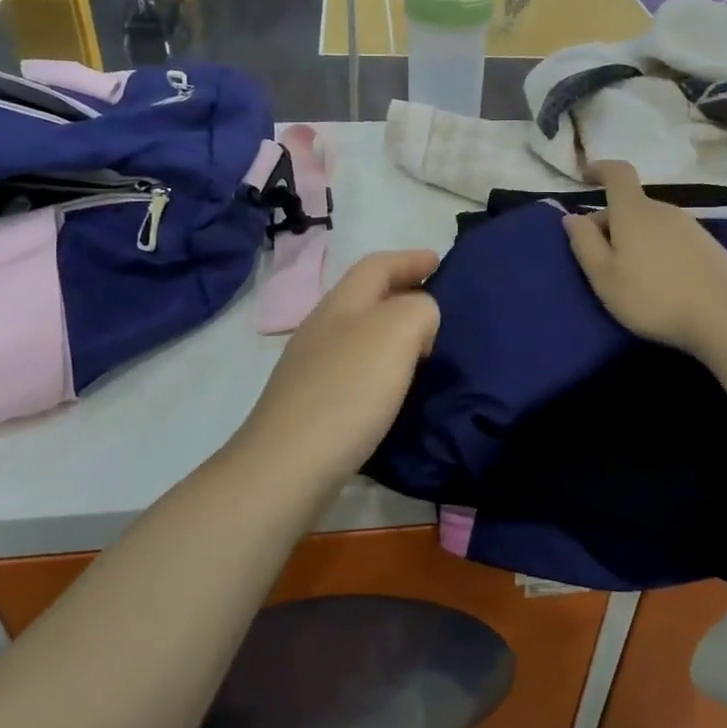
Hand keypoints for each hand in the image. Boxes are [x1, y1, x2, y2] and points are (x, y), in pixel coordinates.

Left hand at [234, 250, 440, 485]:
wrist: (286, 468)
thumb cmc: (347, 391)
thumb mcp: (397, 332)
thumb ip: (419, 310)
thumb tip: (420, 320)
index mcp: (341, 304)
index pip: (376, 265)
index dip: (409, 259)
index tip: (439, 261)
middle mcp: (322, 329)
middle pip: (364, 297)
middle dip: (401, 292)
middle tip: (438, 305)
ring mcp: (311, 369)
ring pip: (358, 334)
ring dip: (391, 332)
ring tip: (424, 347)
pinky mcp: (311, 406)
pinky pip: (354, 370)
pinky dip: (381, 367)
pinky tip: (395, 389)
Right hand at [563, 161, 726, 357]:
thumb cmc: (653, 296)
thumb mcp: (604, 276)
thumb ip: (584, 243)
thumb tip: (572, 217)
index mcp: (634, 211)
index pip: (617, 173)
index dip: (600, 169)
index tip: (586, 177)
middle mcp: (663, 210)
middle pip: (631, 206)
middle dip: (610, 223)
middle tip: (597, 258)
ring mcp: (690, 226)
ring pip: (650, 224)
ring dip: (634, 239)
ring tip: (628, 275)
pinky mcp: (709, 246)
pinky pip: (670, 239)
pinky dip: (656, 250)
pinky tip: (659, 282)